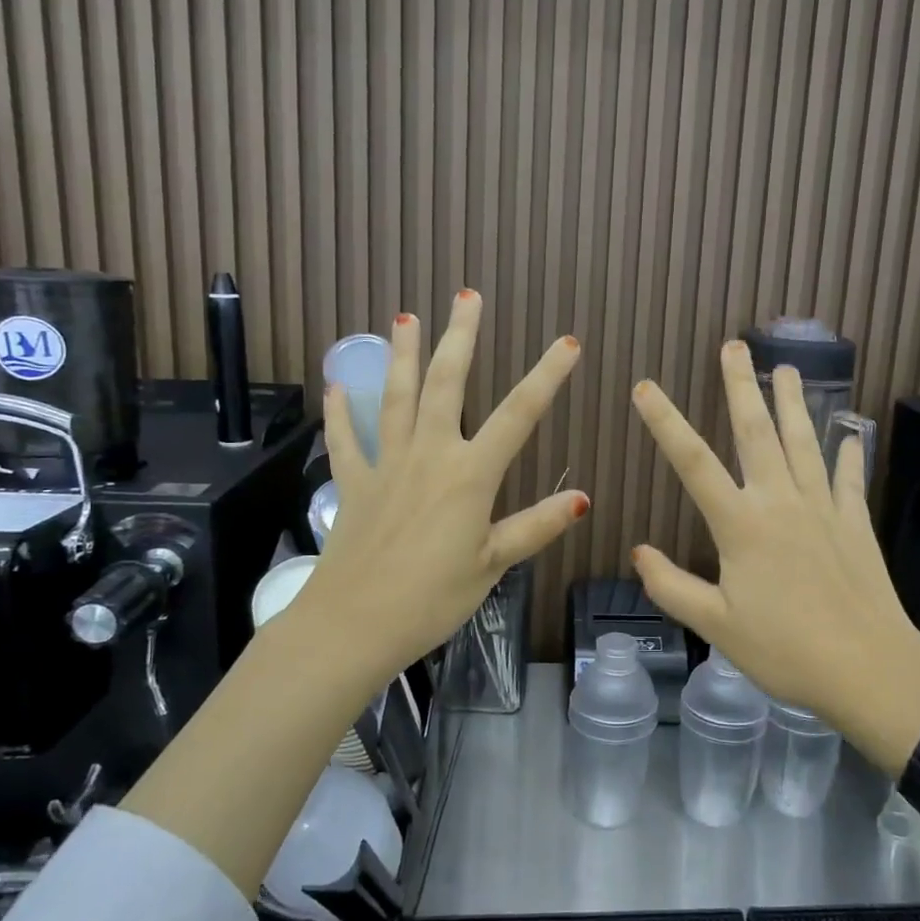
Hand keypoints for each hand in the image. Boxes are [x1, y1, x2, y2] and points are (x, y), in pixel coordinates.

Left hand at [294, 289, 586, 681]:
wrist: (354, 624)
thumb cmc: (432, 598)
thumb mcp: (492, 565)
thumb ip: (535, 526)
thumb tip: (583, 499)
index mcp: (470, 475)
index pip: (518, 415)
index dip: (546, 377)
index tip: (568, 344)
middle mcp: (429, 455)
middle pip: (447, 384)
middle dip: (460, 338)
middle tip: (467, 296)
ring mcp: (387, 465)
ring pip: (395, 397)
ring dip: (403, 355)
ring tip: (405, 317)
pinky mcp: (354, 484)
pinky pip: (347, 440)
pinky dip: (341, 413)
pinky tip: (336, 386)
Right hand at [630, 341, 919, 769]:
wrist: (870, 671)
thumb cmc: (786, 652)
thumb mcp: (717, 627)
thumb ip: (672, 586)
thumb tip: (638, 551)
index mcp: (741, 526)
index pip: (693, 463)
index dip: (666, 422)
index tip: (646, 386)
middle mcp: (781, 503)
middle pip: (757, 432)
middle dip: (741, 385)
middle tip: (733, 345)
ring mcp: (823, 508)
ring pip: (804, 441)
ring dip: (793, 402)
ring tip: (786, 367)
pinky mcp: (855, 523)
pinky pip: (848, 478)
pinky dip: (848, 453)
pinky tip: (851, 433)